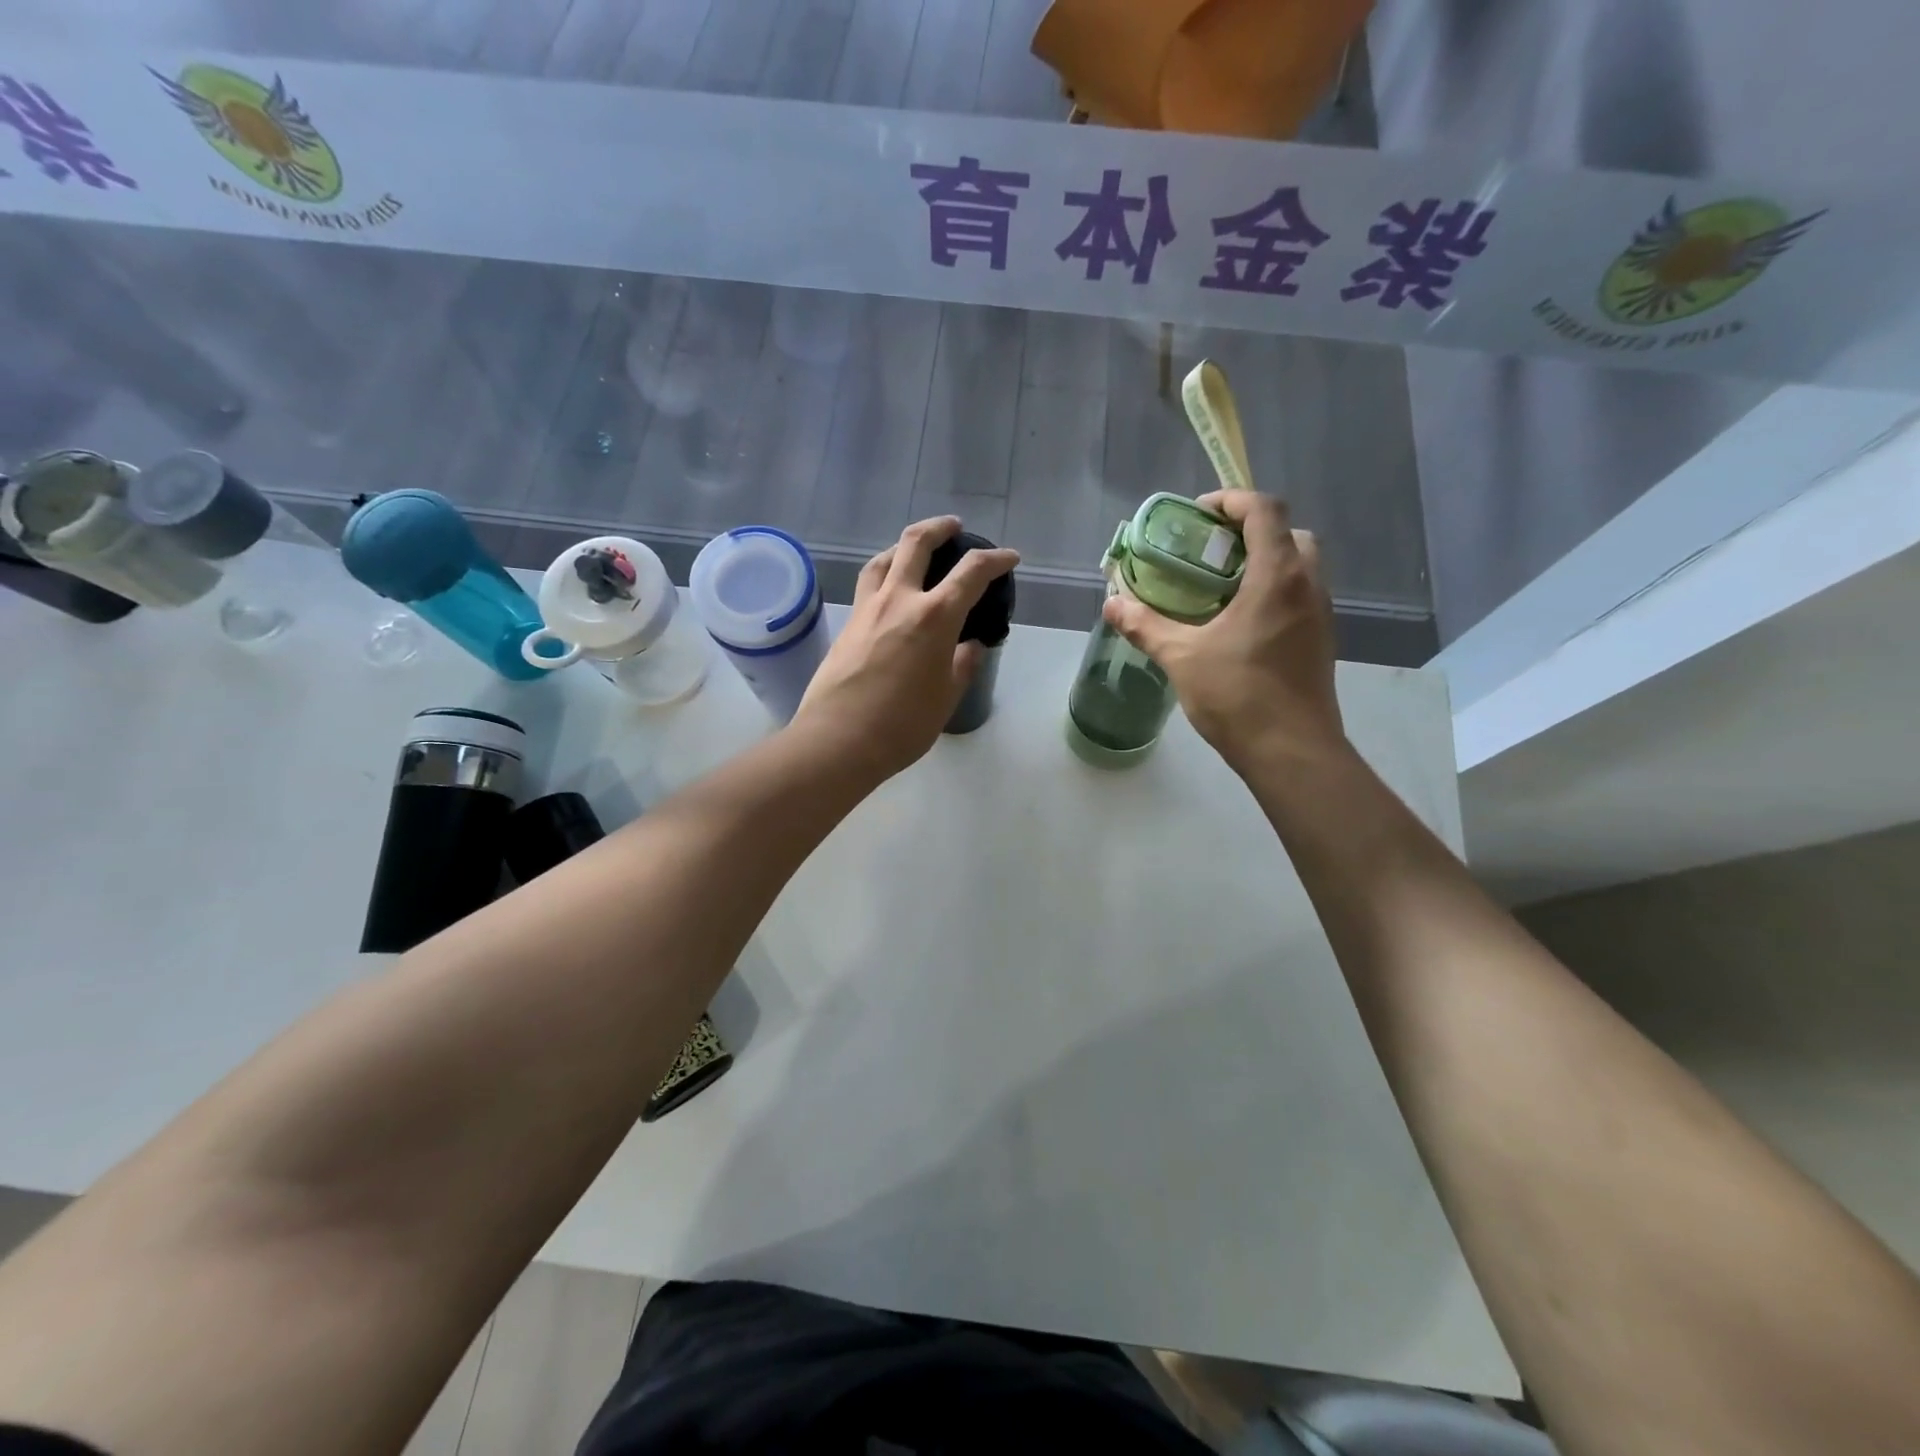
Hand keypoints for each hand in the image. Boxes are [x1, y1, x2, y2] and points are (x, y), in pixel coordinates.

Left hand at [793, 517, 1018, 781]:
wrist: (838, 740)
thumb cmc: (903, 725)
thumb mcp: (946, 697)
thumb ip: (962, 664)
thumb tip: (970, 646)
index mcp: (934, 617)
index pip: (972, 573)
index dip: (996, 560)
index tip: (1009, 558)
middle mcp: (899, 600)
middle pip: (917, 543)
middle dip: (940, 528)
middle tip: (954, 528)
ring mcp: (867, 608)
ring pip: (884, 558)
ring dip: (904, 545)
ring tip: (915, 551)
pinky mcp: (847, 623)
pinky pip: (868, 584)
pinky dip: (884, 573)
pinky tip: (890, 590)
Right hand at [1102, 491, 1344, 773]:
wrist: (1293, 752)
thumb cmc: (1238, 697)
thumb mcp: (1181, 658)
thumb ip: (1145, 626)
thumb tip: (1112, 604)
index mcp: (1278, 577)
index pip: (1264, 510)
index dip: (1231, 501)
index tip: (1198, 515)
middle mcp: (1308, 585)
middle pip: (1288, 533)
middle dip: (1250, 530)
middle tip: (1211, 550)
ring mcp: (1321, 614)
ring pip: (1300, 565)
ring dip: (1265, 561)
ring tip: (1221, 585)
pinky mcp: (1321, 640)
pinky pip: (1300, 595)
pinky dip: (1274, 590)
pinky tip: (1240, 622)